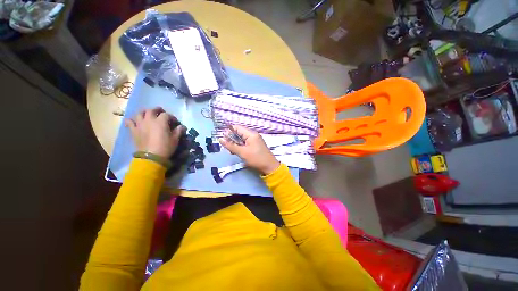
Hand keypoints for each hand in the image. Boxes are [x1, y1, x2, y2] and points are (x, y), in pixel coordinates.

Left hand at [124, 107, 184, 158]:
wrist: (151, 157)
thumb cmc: (165, 147)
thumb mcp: (175, 139)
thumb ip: (179, 131)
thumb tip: (182, 126)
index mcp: (161, 121)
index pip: (166, 114)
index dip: (172, 117)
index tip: (175, 122)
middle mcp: (149, 120)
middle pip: (151, 110)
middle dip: (157, 110)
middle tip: (161, 112)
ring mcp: (140, 124)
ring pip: (139, 113)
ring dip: (144, 112)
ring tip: (148, 115)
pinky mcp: (134, 131)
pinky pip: (129, 122)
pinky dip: (131, 120)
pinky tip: (134, 121)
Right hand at [219, 125, 279, 174]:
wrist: (269, 167)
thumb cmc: (256, 158)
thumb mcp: (242, 152)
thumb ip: (231, 145)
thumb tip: (220, 139)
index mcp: (251, 134)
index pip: (237, 127)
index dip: (229, 131)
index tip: (223, 139)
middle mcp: (253, 135)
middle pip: (239, 133)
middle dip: (232, 139)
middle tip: (228, 148)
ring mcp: (254, 140)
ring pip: (241, 139)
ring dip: (235, 144)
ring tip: (232, 152)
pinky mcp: (255, 146)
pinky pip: (245, 143)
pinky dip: (240, 147)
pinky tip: (237, 153)